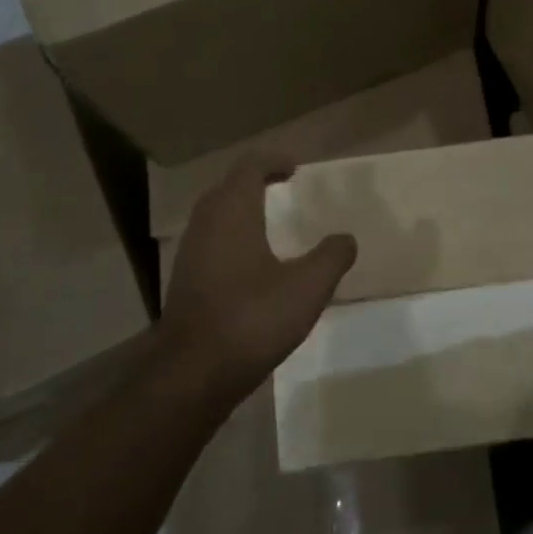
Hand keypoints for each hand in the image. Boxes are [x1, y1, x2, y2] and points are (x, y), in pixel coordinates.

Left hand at [163, 156, 357, 398]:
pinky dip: (232, 234)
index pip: (249, 167)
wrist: (193, 372)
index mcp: (233, 213)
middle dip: (255, 180)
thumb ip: (331, 257)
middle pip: (228, 187)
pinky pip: (211, 240)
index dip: (273, 161)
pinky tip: (252, 260)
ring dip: (241, 208)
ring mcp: (191, 253)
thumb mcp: (307, 287)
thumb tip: (346, 238)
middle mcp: (206, 224)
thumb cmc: (252, 318)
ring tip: (269, 220)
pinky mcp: (186, 280)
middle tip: (283, 186)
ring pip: (215, 215)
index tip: (295, 167)